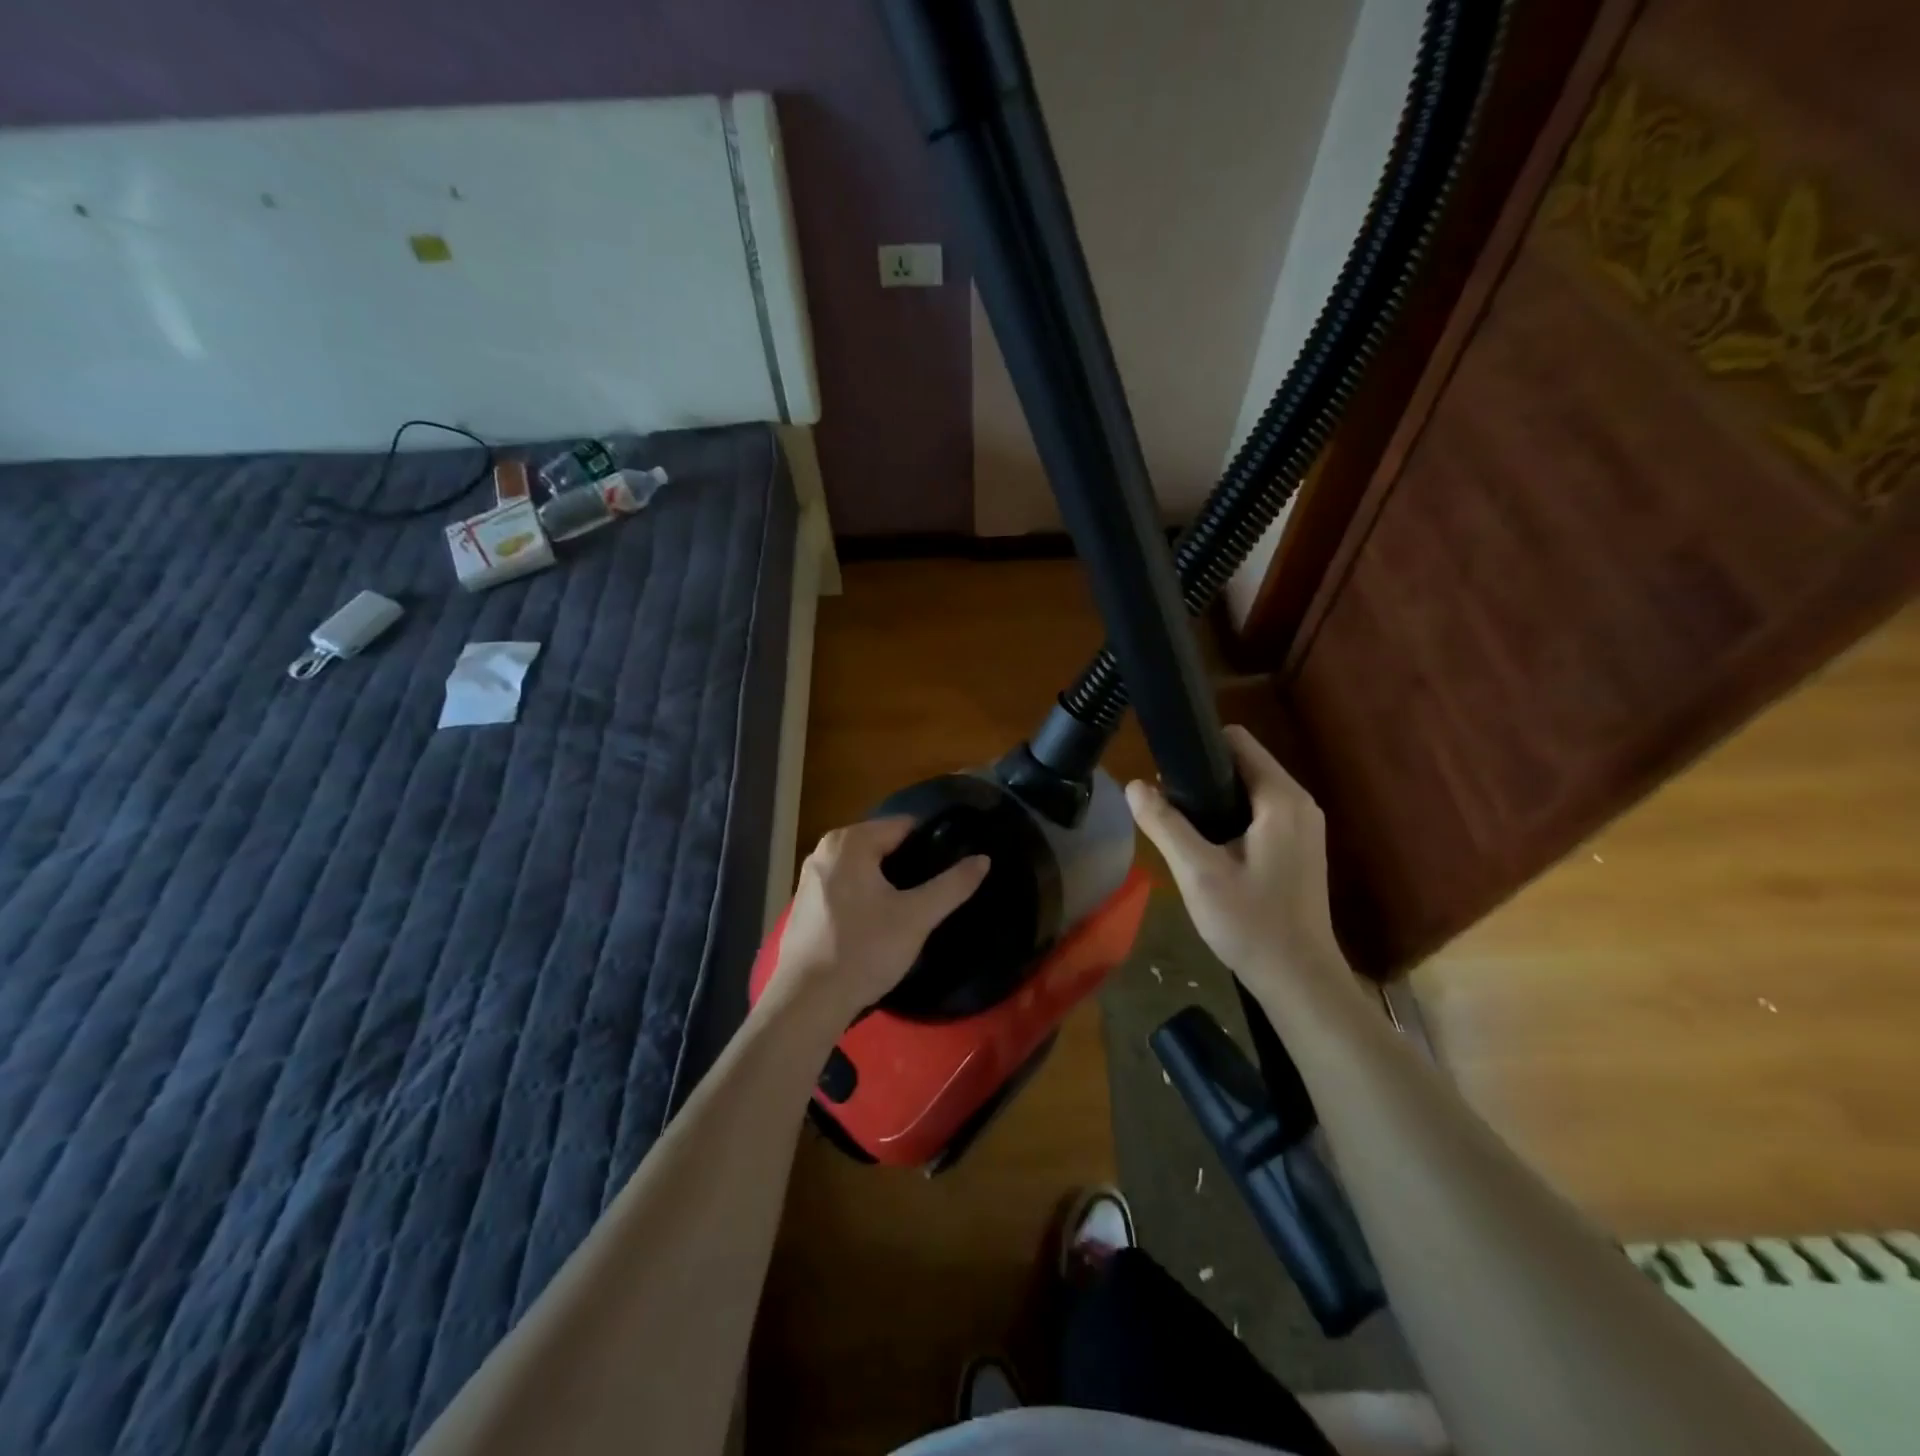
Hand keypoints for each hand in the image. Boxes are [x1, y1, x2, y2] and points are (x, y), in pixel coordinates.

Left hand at [767, 817, 989, 1026]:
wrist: (807, 1002)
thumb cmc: (864, 950)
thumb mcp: (916, 917)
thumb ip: (952, 885)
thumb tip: (983, 859)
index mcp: (849, 842)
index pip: (904, 826)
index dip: (932, 845)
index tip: (951, 869)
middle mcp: (825, 850)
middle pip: (883, 845)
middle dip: (910, 865)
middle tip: (934, 893)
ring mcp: (811, 877)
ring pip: (864, 868)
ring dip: (888, 883)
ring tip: (913, 909)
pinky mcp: (806, 904)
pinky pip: (847, 887)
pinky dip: (866, 897)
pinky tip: (879, 924)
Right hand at [1126, 726, 1347, 1004]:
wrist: (1298, 981)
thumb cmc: (1251, 923)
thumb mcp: (1198, 873)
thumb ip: (1164, 824)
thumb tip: (1134, 786)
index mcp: (1281, 799)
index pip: (1237, 741)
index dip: (1198, 746)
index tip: (1165, 768)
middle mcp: (1299, 803)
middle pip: (1243, 763)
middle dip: (1202, 775)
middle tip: (1166, 805)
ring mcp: (1303, 827)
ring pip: (1249, 790)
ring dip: (1215, 799)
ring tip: (1180, 825)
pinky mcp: (1299, 848)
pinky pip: (1259, 813)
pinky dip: (1231, 817)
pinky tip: (1207, 847)